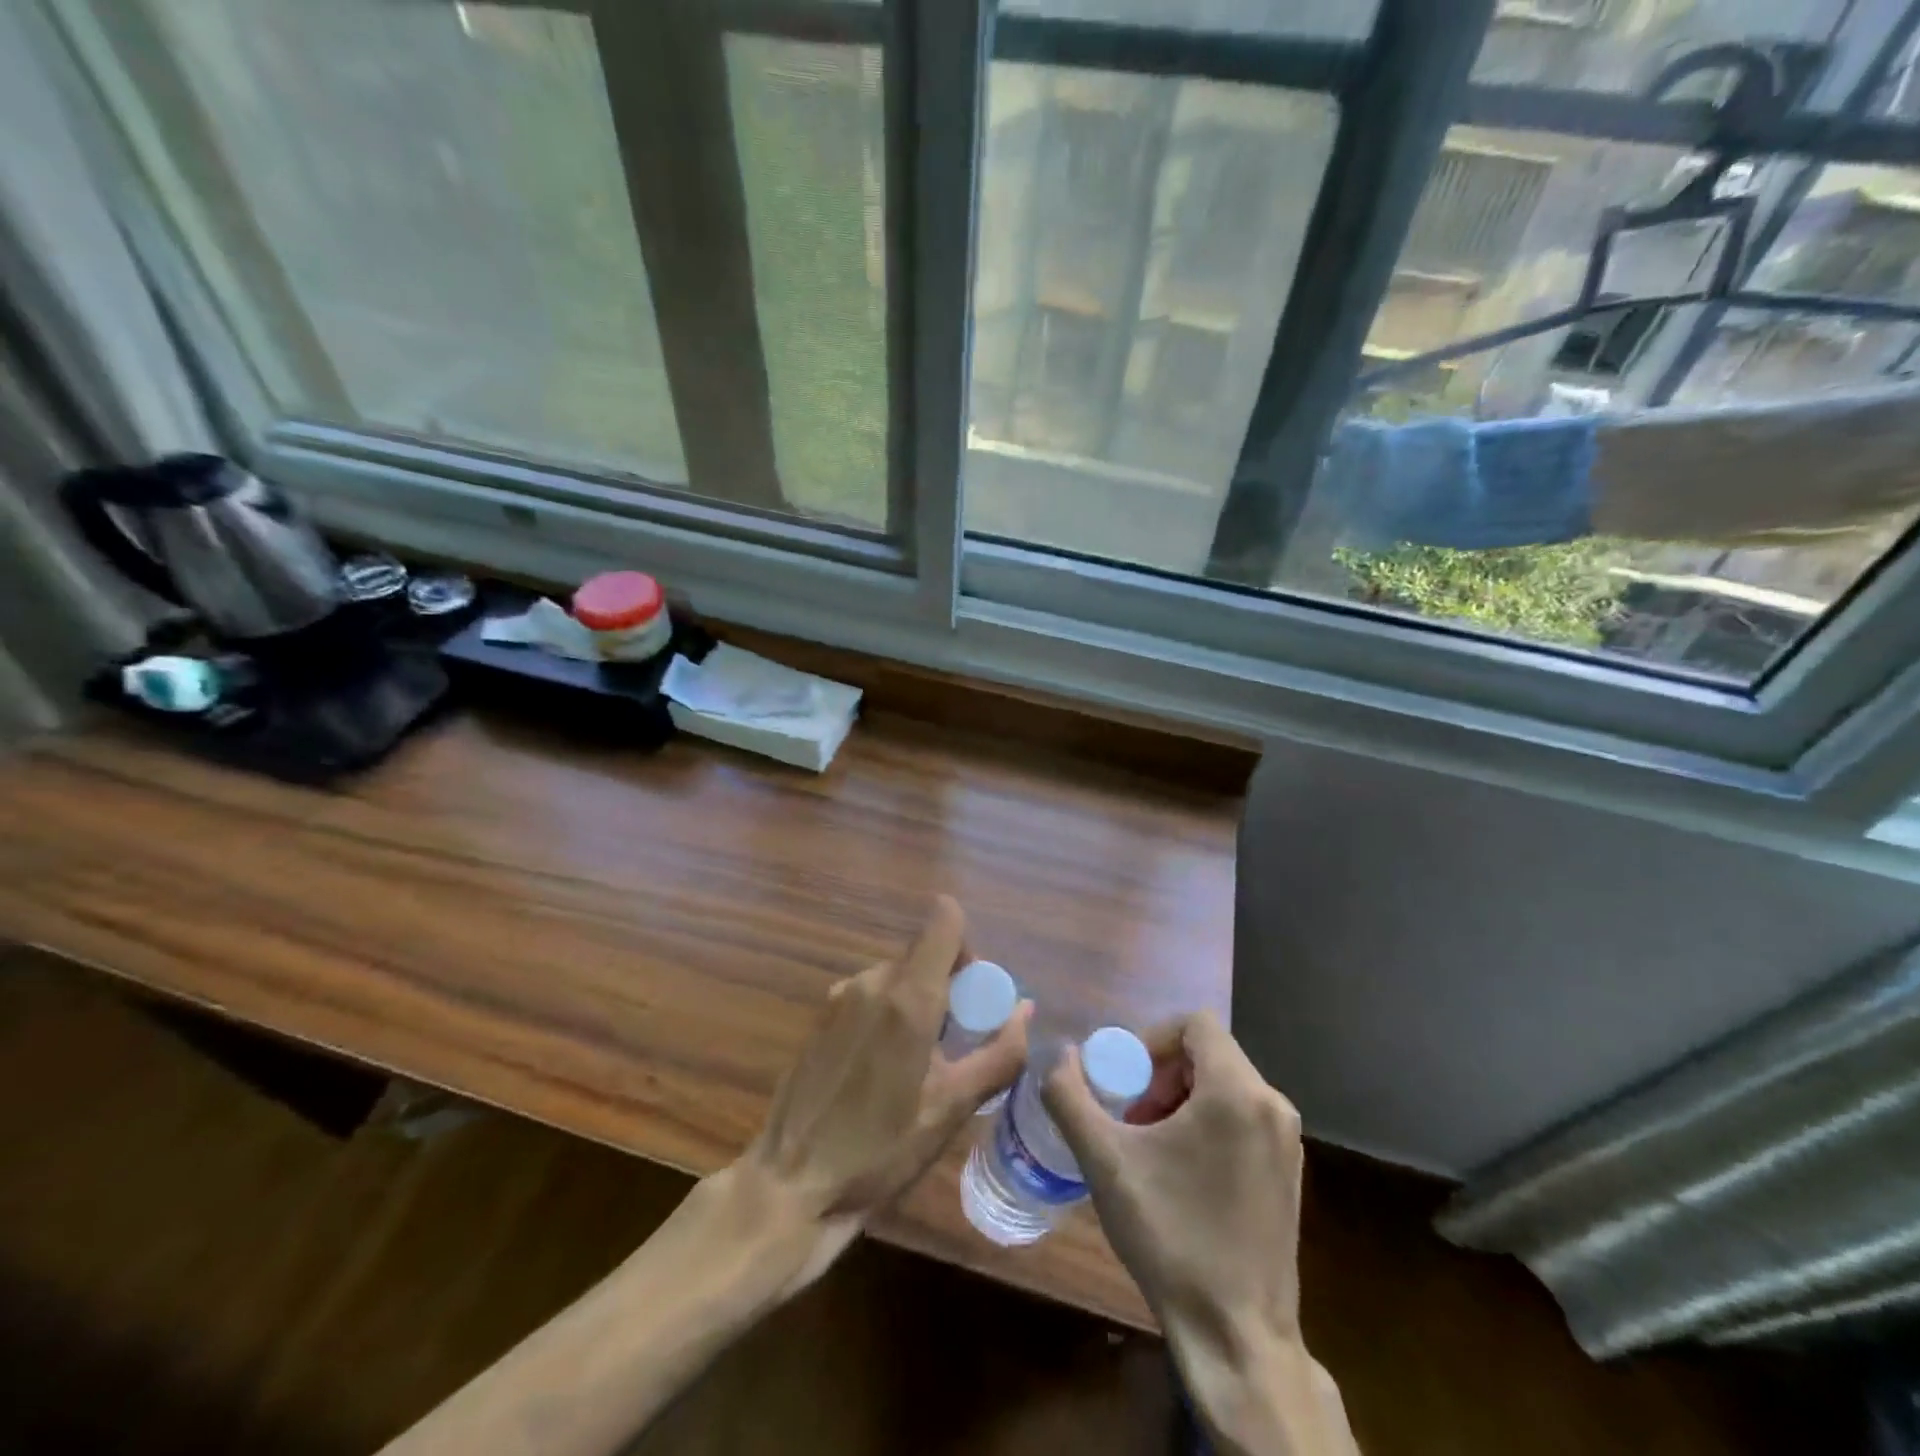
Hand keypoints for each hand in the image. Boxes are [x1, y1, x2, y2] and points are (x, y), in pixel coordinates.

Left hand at [735, 894, 1030, 1288]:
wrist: (790, 1184)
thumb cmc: (880, 1151)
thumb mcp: (952, 1109)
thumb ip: (999, 1054)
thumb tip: (1025, 1009)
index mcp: (907, 996)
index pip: (944, 918)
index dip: (966, 946)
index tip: (972, 994)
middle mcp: (872, 980)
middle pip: (924, 954)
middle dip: (947, 986)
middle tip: (952, 1046)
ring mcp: (840, 995)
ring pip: (897, 976)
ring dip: (916, 1003)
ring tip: (915, 1066)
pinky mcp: (820, 1015)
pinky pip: (870, 995)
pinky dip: (887, 1015)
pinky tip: (879, 1071)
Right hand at [1044, 1010, 1355, 1454]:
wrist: (1237, 1336)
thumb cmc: (1171, 1237)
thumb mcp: (1104, 1161)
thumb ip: (1070, 1096)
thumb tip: (1060, 1056)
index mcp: (1237, 1092)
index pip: (1195, 1023)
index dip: (1152, 1039)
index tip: (1127, 1080)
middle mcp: (1273, 1105)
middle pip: (1209, 1053)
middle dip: (1163, 1073)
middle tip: (1133, 1115)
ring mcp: (1288, 1142)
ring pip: (1226, 1086)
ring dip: (1183, 1098)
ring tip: (1152, 1145)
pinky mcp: (1291, 1173)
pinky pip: (1244, 1117)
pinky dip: (1209, 1123)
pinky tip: (1183, 1173)